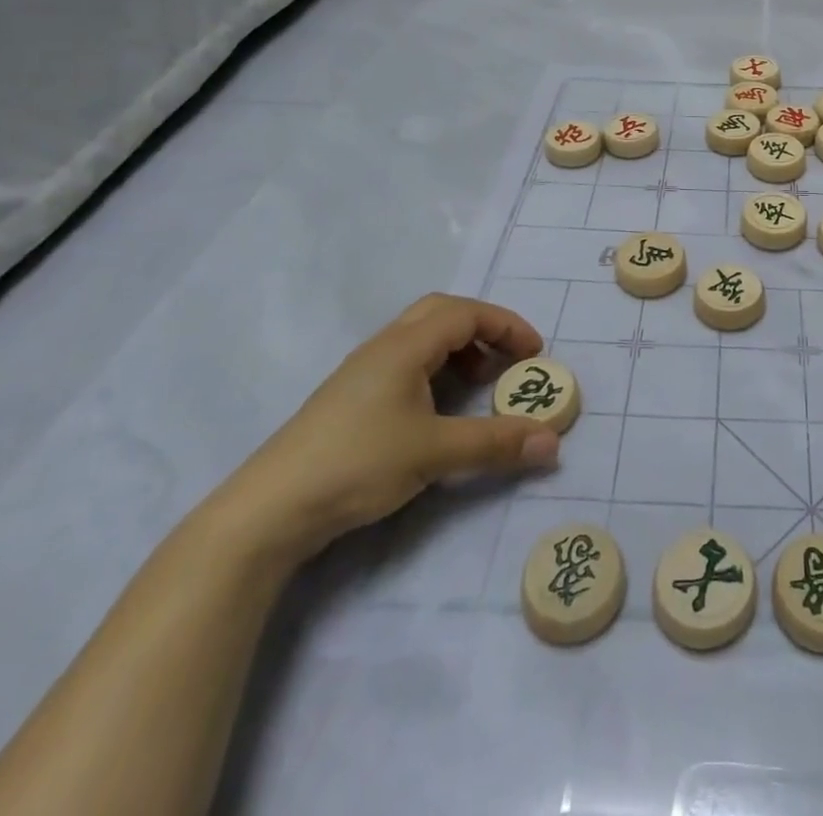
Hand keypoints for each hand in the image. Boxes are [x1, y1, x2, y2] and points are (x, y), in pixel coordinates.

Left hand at [214, 295, 558, 562]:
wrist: (269, 510)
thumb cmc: (357, 464)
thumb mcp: (435, 452)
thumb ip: (496, 443)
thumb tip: (553, 443)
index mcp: (404, 346)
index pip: (467, 313)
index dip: (507, 326)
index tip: (535, 354)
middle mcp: (384, 346)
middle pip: (442, 313)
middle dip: (484, 329)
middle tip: (507, 360)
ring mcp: (362, 371)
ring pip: (421, 337)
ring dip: (458, 349)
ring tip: (477, 385)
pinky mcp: (350, 398)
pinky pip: (405, 362)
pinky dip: (435, 369)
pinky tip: (437, 409)